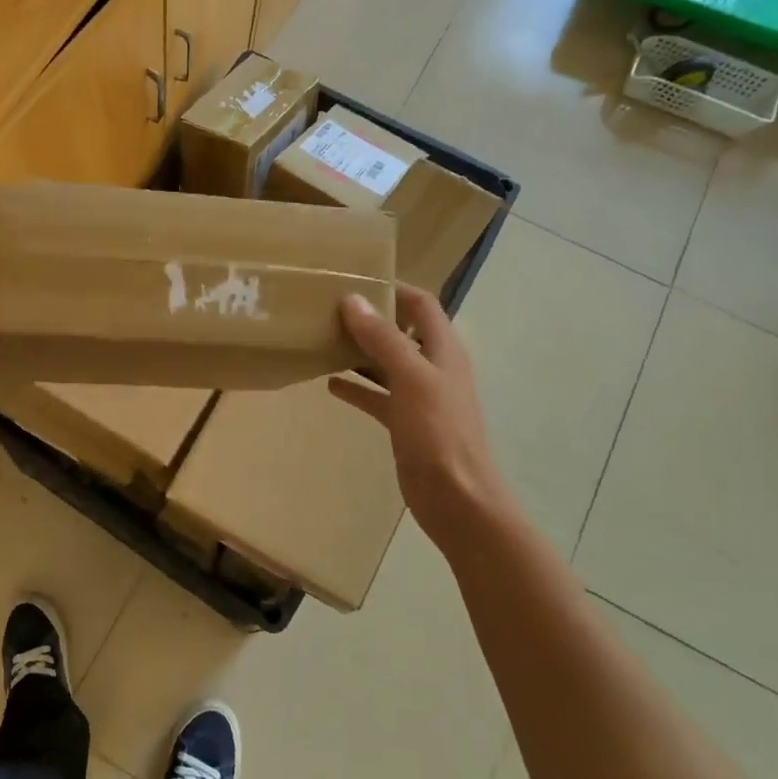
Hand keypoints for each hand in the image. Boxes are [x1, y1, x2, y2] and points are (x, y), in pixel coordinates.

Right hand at [329, 285, 516, 543]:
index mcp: (443, 350)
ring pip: (386, 364)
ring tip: (322, 341)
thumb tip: (353, 299)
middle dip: (369, 320)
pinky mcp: (405, 423)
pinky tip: (329, 384)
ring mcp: (419, 397)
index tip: (356, 280)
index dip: (394, 289)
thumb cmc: (438, 433)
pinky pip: (377, 397)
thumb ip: (383, 339)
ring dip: (359, 353)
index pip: (422, 305)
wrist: (455, 498)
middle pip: (400, 333)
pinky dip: (356, 388)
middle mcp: (432, 368)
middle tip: (327, 311)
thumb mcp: (410, 378)